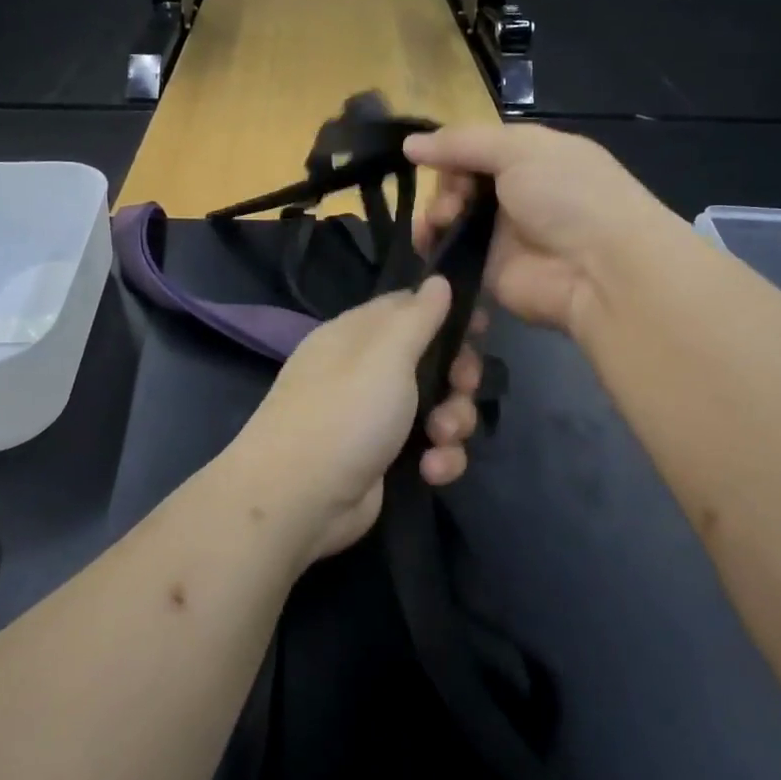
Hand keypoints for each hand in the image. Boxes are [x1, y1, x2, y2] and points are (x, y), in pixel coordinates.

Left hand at [226, 277, 483, 563]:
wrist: (299, 499)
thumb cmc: (344, 413)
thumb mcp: (385, 354)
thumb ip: (417, 316)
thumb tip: (439, 279)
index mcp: (358, 335)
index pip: (410, 308)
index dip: (448, 315)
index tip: (481, 327)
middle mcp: (366, 371)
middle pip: (432, 360)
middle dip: (458, 377)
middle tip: (461, 388)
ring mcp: (375, 417)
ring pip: (438, 407)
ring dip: (452, 423)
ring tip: (440, 439)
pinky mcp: (386, 459)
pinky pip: (429, 448)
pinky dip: (438, 458)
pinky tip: (431, 471)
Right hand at [405, 123, 662, 334]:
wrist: (598, 269)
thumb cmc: (567, 195)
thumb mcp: (520, 149)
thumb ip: (462, 143)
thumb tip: (409, 144)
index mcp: (530, 158)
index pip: (476, 149)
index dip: (451, 152)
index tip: (428, 158)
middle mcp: (514, 194)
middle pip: (458, 183)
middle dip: (445, 186)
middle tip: (453, 201)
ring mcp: (500, 235)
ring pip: (449, 219)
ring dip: (435, 215)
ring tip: (441, 223)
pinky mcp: (486, 272)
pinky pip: (449, 256)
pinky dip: (433, 248)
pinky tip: (428, 244)